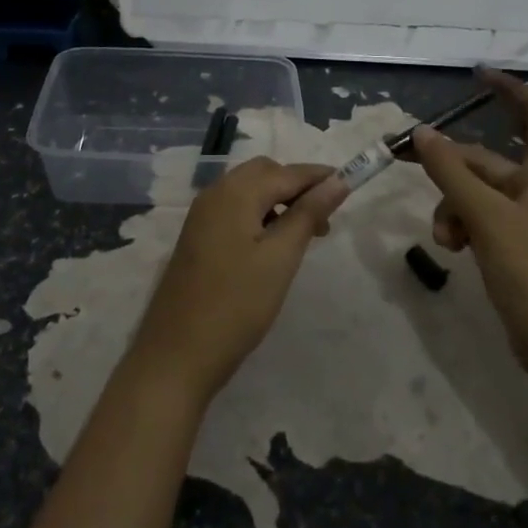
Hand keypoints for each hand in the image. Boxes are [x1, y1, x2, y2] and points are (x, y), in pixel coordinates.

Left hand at [127, 157, 348, 404]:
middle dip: (297, 186)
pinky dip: (260, 213)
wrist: (177, 354)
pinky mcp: (198, 236)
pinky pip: (235, 208)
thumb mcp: (281, 258)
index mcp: (235, 192)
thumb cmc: (236, 305)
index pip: (287, 172)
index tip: (350, 184)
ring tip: (306, 233)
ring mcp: (202, 215)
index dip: (319, 176)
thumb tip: (337, 180)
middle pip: (264, 173)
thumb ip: (308, 213)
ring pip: (249, 190)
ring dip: (279, 200)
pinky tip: (273, 242)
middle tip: (325, 217)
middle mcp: (215, 193)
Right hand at [413, 70, 527, 375]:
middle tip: (410, 155)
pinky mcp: (514, 246)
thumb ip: (452, 173)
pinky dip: (460, 226)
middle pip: (488, 160)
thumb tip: (423, 132)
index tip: (480, 76)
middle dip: (451, 164)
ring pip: (476, 192)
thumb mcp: (486, 217)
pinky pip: (478, 219)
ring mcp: (525, 220)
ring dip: (452, 205)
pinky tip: (452, 249)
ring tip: (444, 236)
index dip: (514, 91)